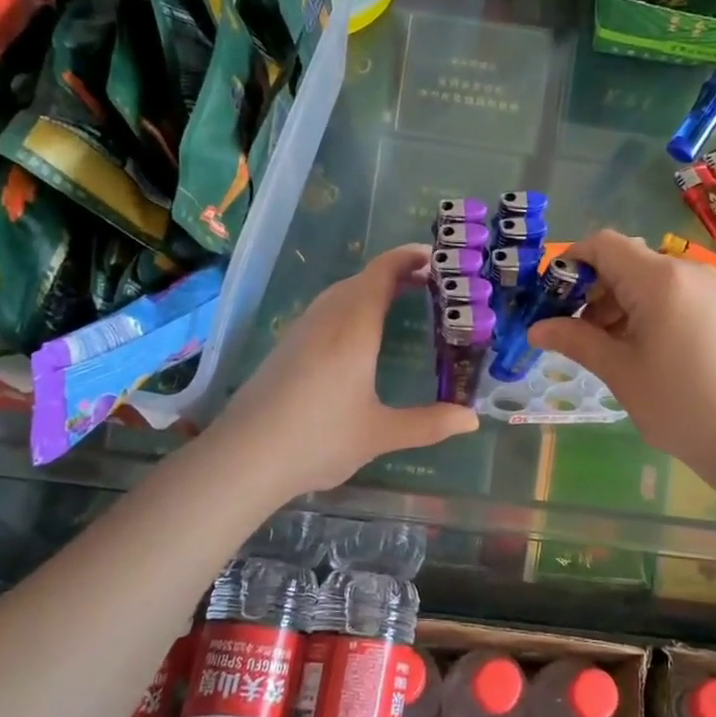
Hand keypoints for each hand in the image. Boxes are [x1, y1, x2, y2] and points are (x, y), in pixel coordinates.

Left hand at [217, 243, 479, 495]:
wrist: (243, 457)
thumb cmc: (318, 439)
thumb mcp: (380, 434)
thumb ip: (429, 424)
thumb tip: (472, 419)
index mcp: (354, 327)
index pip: (382, 272)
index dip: (409, 258)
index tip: (438, 259)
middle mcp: (327, 319)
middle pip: (363, 279)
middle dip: (397, 274)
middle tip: (432, 285)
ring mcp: (301, 330)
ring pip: (340, 293)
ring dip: (372, 289)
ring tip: (400, 303)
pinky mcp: (286, 347)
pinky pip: (325, 310)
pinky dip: (351, 306)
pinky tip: (358, 337)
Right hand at [529, 230, 715, 481]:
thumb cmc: (680, 404)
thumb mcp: (619, 371)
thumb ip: (575, 340)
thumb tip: (535, 328)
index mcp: (659, 278)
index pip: (602, 244)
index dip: (569, 263)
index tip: (550, 299)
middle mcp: (685, 270)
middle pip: (623, 260)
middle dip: (590, 288)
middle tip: (570, 330)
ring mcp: (706, 287)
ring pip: (645, 278)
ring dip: (615, 302)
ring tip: (601, 345)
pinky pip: (667, 293)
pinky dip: (641, 309)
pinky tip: (633, 347)